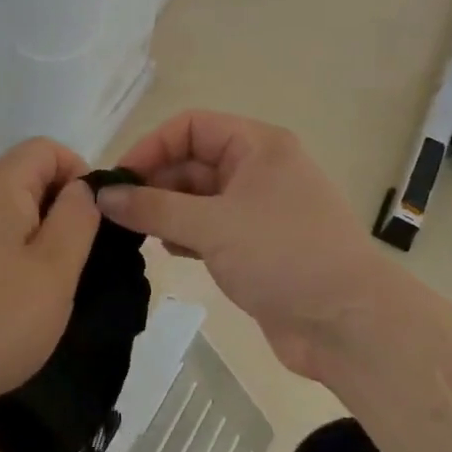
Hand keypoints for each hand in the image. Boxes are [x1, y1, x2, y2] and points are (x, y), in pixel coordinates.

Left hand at [0, 138, 101, 428]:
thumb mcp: (56, 267)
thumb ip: (78, 217)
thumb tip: (82, 189)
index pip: (47, 149)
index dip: (80, 174)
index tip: (96, 222)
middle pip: (30, 177)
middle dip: (64, 208)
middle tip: (83, 257)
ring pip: (15, 212)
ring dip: (45, 237)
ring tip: (58, 282)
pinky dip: (20, 256)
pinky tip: (27, 297)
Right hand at [96, 111, 387, 380]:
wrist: (349, 324)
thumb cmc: (283, 256)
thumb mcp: (212, 225)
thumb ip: (153, 207)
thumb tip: (102, 196)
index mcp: (257, 146)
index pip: (190, 127)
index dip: (151, 147)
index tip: (117, 180)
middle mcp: (258, 169)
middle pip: (192, 162)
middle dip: (155, 183)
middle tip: (117, 213)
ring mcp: (259, 209)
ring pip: (198, 198)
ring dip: (167, 211)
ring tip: (136, 234)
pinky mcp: (257, 246)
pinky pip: (210, 228)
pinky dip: (185, 235)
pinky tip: (168, 252)